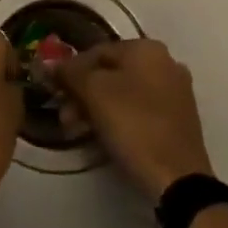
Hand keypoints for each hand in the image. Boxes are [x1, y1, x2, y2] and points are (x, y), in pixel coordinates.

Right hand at [54, 39, 213, 201]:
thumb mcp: (94, 93)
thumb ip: (69, 73)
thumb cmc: (134, 125)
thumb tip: (48, 63)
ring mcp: (175, 91)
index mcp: (147, 49)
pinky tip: (102, 136)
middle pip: (110, 72)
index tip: (54, 92)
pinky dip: (118, 118)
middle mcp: (165, 62)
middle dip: (82, 93)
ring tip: (77, 130)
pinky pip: (139, 109)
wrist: (177, 178)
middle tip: (64, 116)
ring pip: (124, 92)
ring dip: (96, 108)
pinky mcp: (178, 118)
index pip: (96, 51)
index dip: (70, 70)